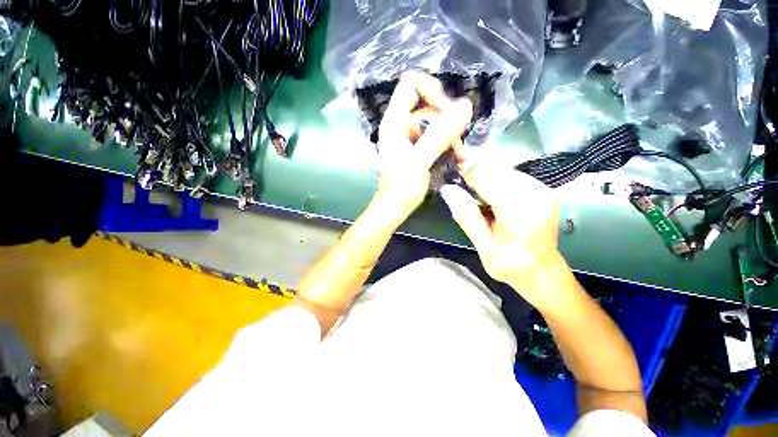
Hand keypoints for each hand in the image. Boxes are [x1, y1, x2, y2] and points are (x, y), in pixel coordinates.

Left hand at [373, 71, 472, 224]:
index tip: (448, 111)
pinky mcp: (417, 148)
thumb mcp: (421, 160)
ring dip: (451, 137)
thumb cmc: (402, 188)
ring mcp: (410, 137)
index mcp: (395, 121)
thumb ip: (440, 134)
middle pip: (429, 105)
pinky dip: (448, 145)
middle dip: (448, 121)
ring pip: (436, 123)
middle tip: (459, 142)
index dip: (432, 90)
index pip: (412, 84)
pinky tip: (457, 159)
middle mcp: (401, 124)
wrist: (394, 207)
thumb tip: (466, 105)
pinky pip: (436, 137)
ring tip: (461, 156)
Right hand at [439, 165, 572, 310]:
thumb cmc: (512, 266)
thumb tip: (447, 190)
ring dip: (485, 180)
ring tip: (477, 201)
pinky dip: (496, 183)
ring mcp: (543, 189)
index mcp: (522, 212)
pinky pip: (511, 176)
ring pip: (503, 170)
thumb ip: (467, 216)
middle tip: (462, 194)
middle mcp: (537, 194)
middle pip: (496, 171)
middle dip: (475, 177)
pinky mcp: (542, 188)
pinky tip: (491, 199)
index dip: (467, 175)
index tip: (451, 178)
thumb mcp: (483, 247)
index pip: (488, 179)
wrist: (542, 272)